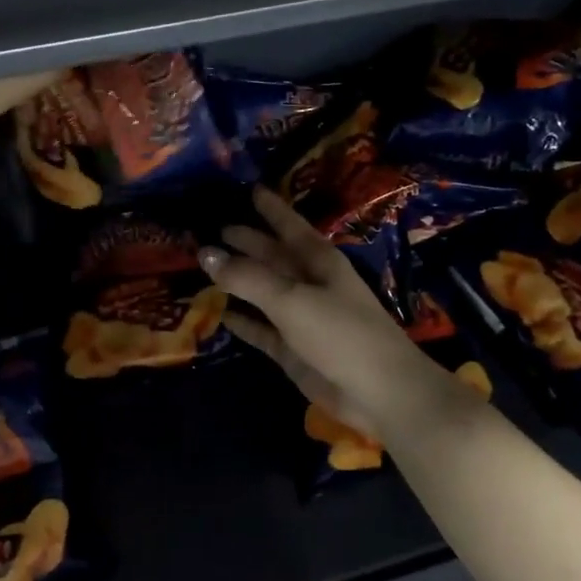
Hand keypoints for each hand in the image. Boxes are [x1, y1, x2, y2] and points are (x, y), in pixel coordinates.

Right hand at [200, 187, 453, 437]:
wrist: (378, 391)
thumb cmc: (341, 333)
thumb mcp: (291, 299)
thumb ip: (247, 277)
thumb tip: (205, 252)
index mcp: (318, 261)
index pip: (289, 225)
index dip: (271, 208)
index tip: (250, 189)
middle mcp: (309, 283)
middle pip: (271, 256)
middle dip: (245, 242)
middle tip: (209, 228)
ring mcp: (300, 317)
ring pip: (261, 292)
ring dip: (236, 281)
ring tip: (201, 266)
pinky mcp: (291, 349)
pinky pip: (259, 328)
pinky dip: (240, 320)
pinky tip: (216, 312)